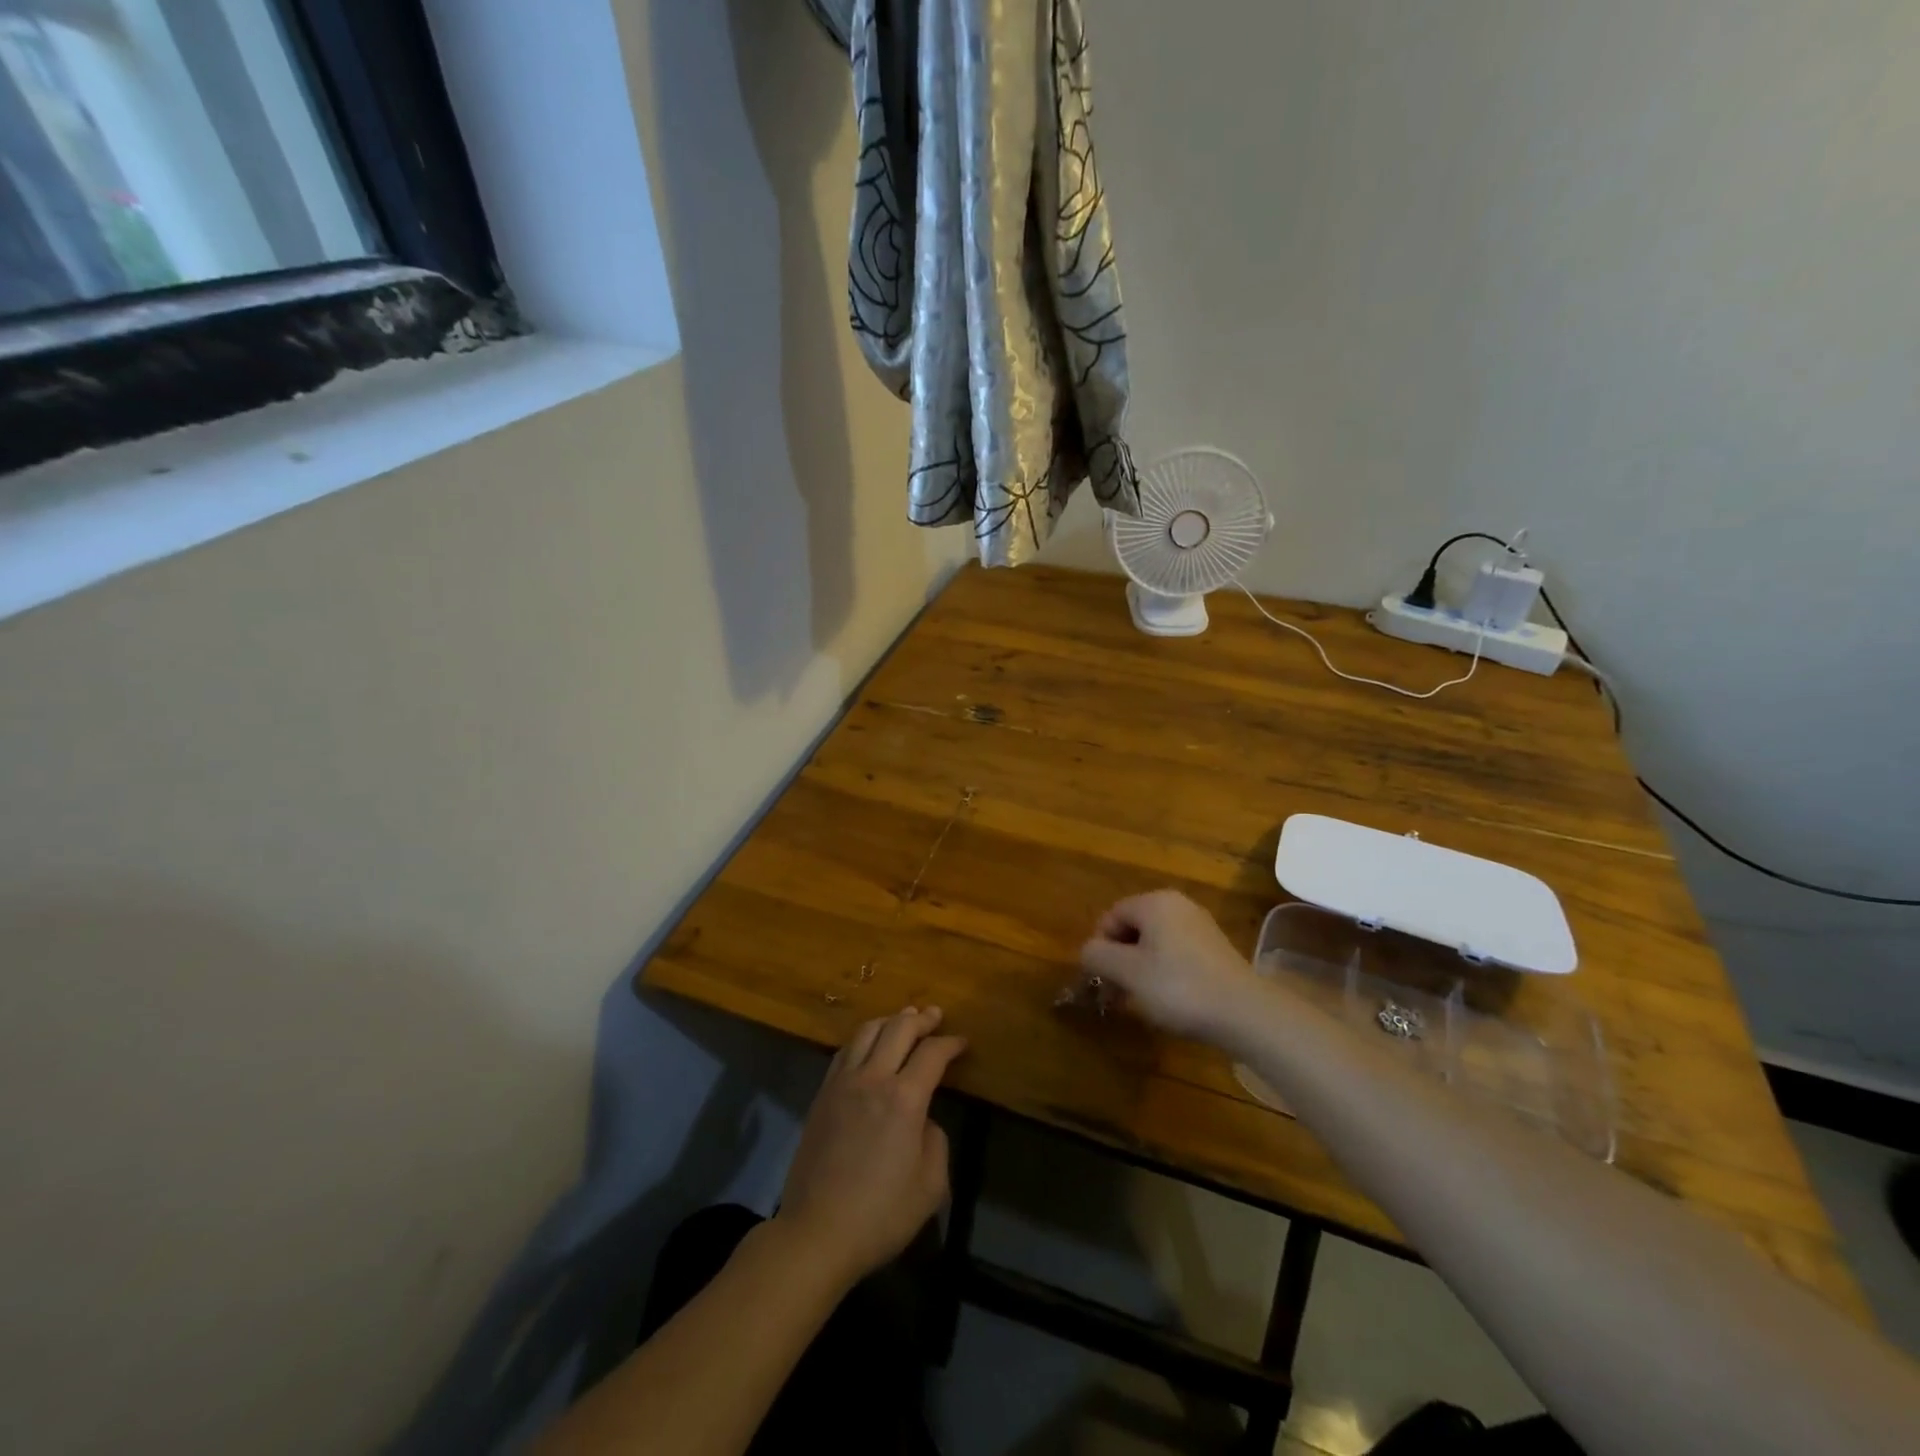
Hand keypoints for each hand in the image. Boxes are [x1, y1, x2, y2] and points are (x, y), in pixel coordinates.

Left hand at [774, 1006, 966, 1287]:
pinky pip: (845, 1051)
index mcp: (904, 1099)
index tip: (962, 1042)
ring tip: (904, 1020)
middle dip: (921, 1019)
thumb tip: (923, 1122)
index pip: (932, 1054)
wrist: (816, 1232)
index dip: (951, 1043)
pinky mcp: (822, 1095)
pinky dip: (864, 1038)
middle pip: (898, 1029)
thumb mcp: (930, 1186)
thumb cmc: (880, 1214)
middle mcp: (873, 1079)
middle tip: (935, 1016)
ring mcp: (842, 1083)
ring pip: (867, 1031)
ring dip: (890, 1020)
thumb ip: (935, 1142)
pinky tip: (871, 1044)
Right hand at [1079, 890, 1257, 1040]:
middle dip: (1120, 959)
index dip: (1100, 946)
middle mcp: (1178, 905)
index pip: (1112, 916)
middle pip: (1134, 927)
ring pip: (1155, 943)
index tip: (1101, 979)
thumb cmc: (1178, 987)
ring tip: (1140, 1000)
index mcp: (1155, 902)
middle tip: (1116, 992)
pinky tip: (1169, 999)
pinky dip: (1165, 972)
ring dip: (1140, 968)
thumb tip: (1088, 950)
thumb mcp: (1128, 972)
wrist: (1245, 1013)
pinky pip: (1177, 953)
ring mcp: (1200, 926)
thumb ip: (1098, 956)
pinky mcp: (1216, 949)